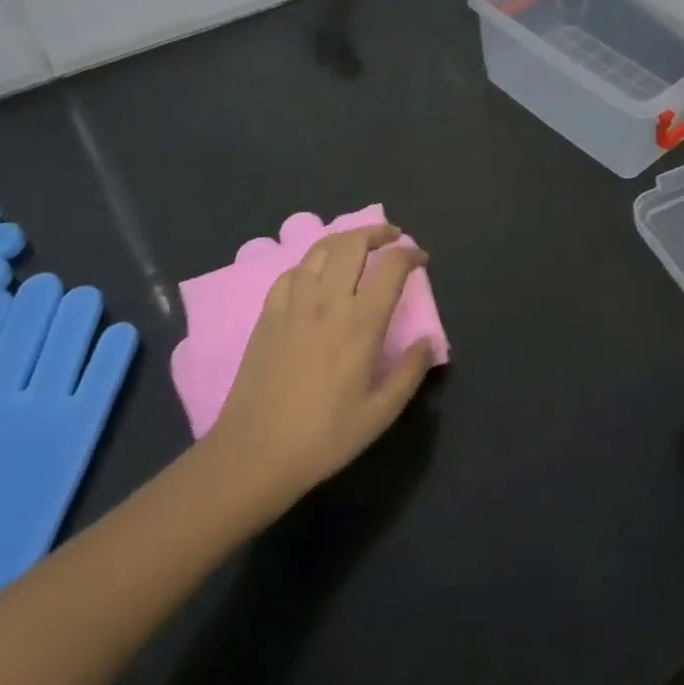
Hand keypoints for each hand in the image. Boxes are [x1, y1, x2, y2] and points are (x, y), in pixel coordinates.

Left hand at [205, 224, 433, 513]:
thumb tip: (429, 340)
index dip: (410, 254)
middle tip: (392, 238)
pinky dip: (311, 264)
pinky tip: (315, 276)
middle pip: (353, 244)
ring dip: (345, 240)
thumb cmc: (323, 437)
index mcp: (361, 323)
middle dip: (377, 232)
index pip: (391, 266)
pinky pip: (292, 272)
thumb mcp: (379, 414)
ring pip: (321, 249)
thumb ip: (409, 373)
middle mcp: (328, 301)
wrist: (255, 453)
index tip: (420, 259)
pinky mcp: (268, 312)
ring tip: (357, 247)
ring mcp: (294, 303)